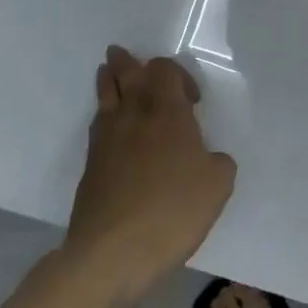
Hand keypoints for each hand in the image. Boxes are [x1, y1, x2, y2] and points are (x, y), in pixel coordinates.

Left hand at [64, 47, 236, 300]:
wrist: (112, 253)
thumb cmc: (172, 211)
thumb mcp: (218, 185)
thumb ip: (218, 162)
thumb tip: (207, 158)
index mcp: (166, 112)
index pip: (163, 71)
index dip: (177, 75)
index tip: (193, 101)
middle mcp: (133, 117)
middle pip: (124, 75)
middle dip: (125, 63)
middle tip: (119, 54)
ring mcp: (106, 141)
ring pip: (104, 97)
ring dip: (108, 82)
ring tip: (107, 74)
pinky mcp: (90, 167)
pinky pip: (98, 126)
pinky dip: (104, 116)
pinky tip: (110, 127)